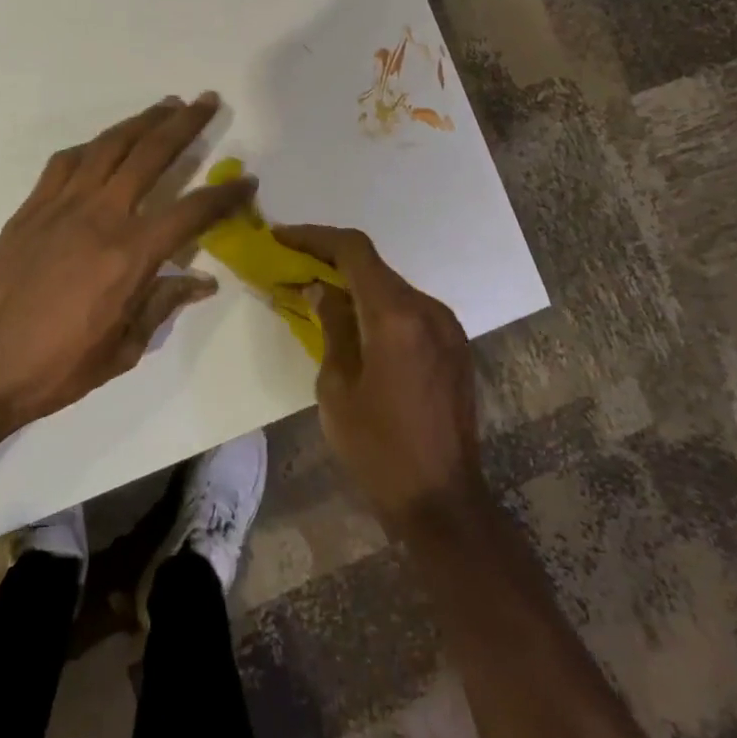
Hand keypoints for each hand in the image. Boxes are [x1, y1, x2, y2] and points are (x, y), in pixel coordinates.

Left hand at [0, 94, 252, 431]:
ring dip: (140, 122)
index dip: (224, 194)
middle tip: (206, 101)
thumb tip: (203, 282)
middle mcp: (100, 216)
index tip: (247, 180)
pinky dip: (92, 147)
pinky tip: (102, 145)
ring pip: (108, 146)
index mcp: (130, 254)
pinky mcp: (31, 208)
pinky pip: (65, 163)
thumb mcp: (124, 346)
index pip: (191, 210)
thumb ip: (164, 303)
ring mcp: (61, 206)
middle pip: (150, 154)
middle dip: (184, 124)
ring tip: (164, 106)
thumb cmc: (60, 366)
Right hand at [274, 225, 486, 535]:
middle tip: (292, 266)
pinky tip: (355, 325)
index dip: (315, 236)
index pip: (354, 251)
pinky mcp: (455, 346)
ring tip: (317, 296)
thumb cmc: (378, 449)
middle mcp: (428, 310)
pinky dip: (378, 306)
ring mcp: (448, 327)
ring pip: (392, 287)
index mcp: (396, 317)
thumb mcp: (336, 387)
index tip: (281, 237)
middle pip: (374, 266)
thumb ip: (332, 327)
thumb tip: (320, 289)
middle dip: (331, 261)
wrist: (443, 501)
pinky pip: (410, 310)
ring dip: (355, 285)